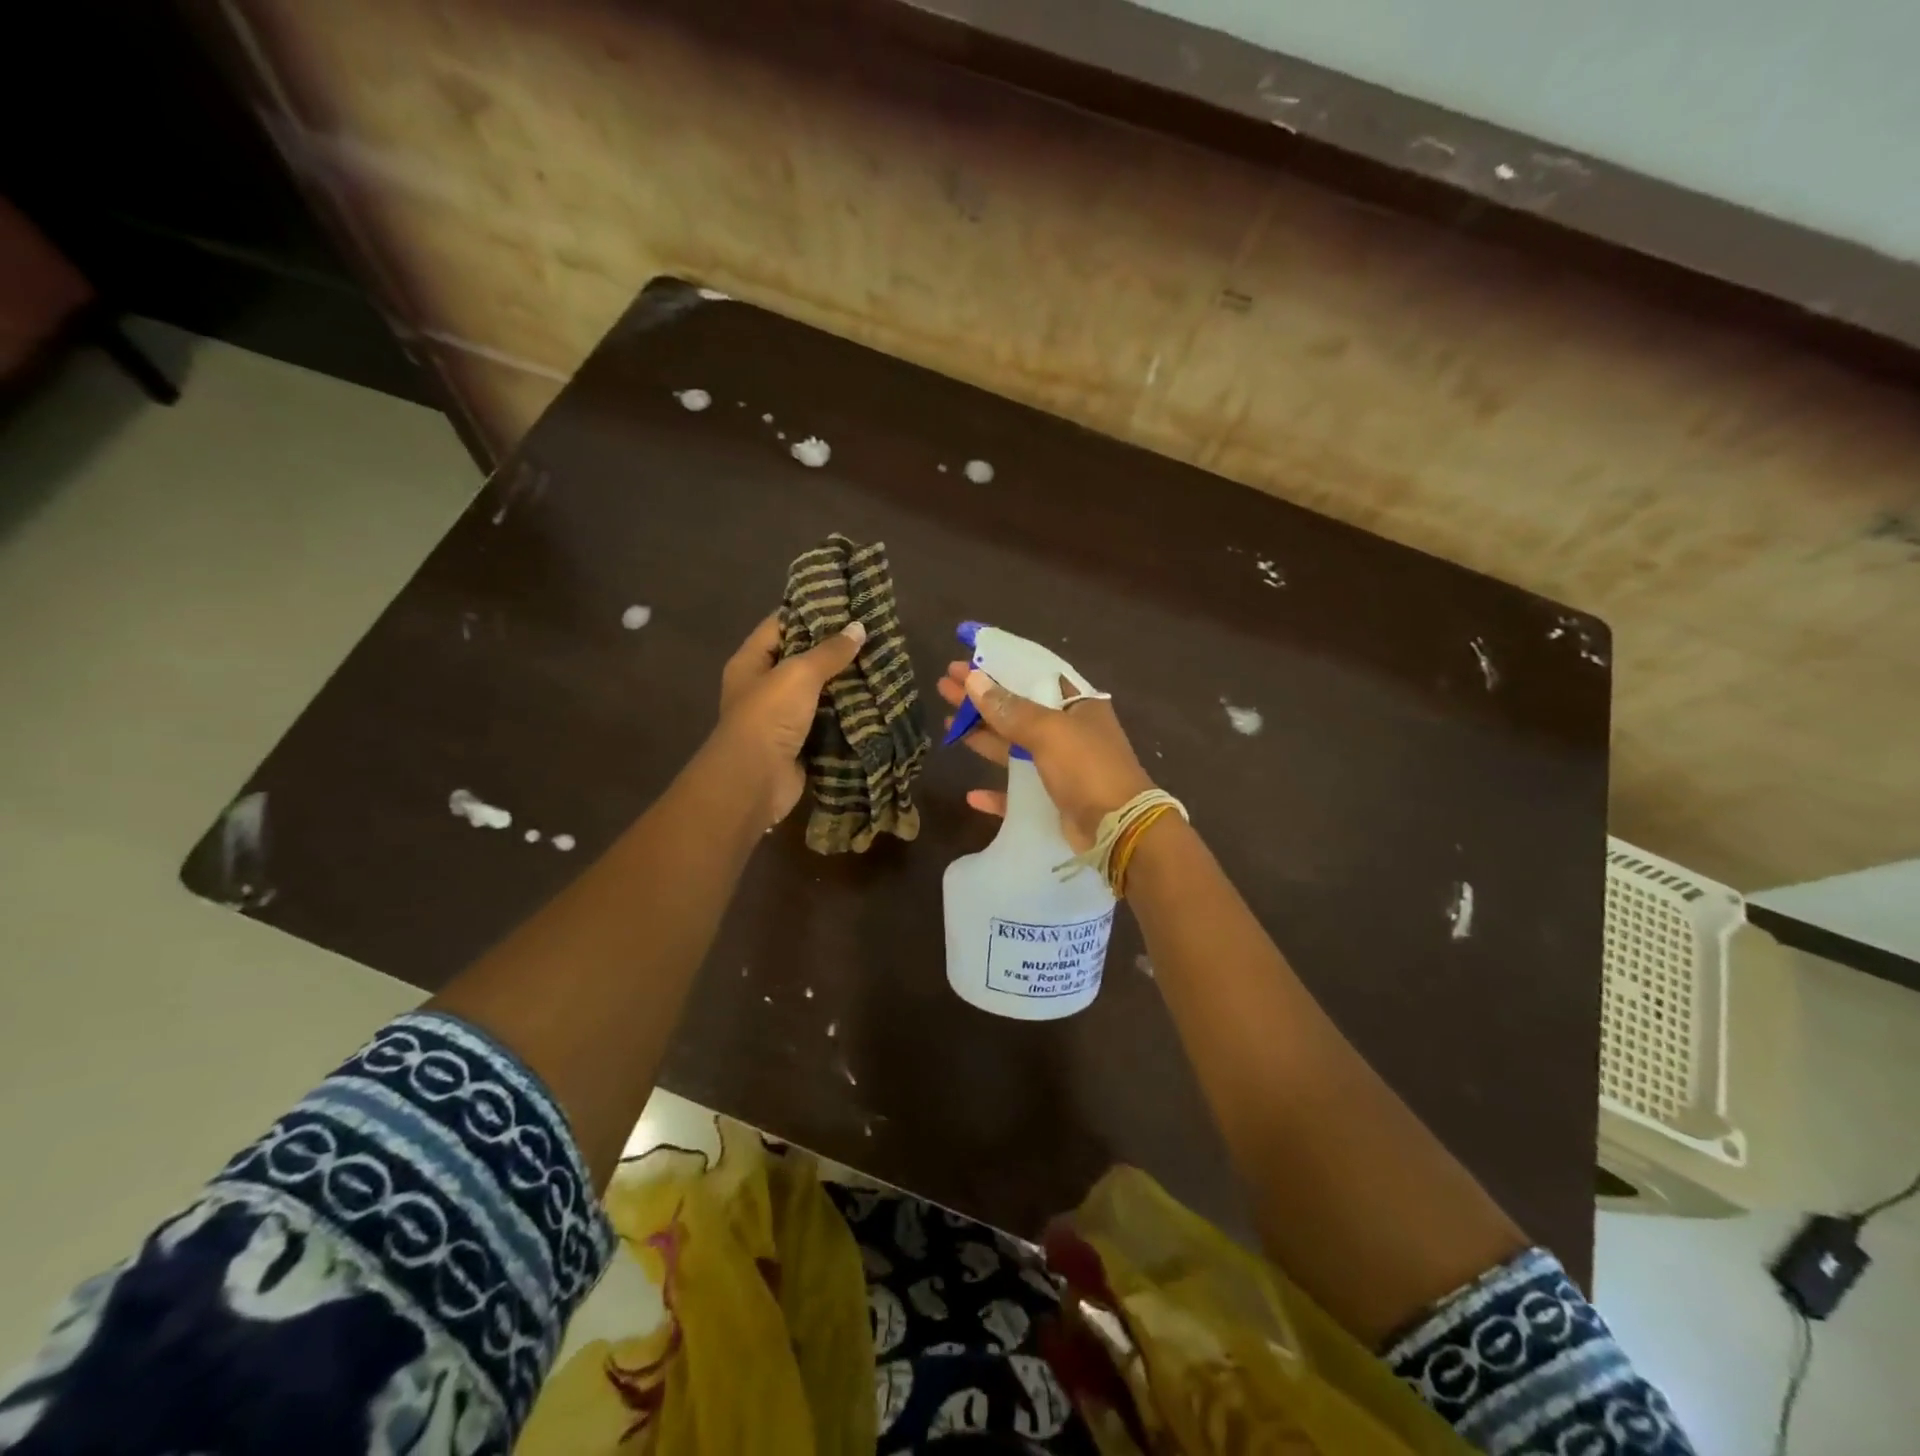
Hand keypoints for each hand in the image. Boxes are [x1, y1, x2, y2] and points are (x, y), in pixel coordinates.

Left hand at [714, 612, 866, 825]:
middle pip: (801, 659)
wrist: (755, 781)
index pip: (780, 625)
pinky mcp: (801, 743)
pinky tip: (876, 701)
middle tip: (871, 635)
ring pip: (818, 692)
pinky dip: (848, 714)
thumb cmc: (768, 716)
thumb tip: (858, 628)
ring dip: (845, 683)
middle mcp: (763, 687)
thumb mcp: (798, 674)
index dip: (809, 612)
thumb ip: (829, 651)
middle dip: (834, 650)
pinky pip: (828, 721)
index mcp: (751, 662)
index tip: (845, 603)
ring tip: (881, 664)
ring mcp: (782, 718)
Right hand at [937, 661, 1154, 852]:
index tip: (966, 660)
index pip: (1032, 676)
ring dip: (982, 735)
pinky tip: (972, 795)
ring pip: (1013, 747)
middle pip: (1016, 709)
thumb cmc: (1087, 768)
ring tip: (947, 722)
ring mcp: (1061, 767)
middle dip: (981, 698)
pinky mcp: (1053, 800)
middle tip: (944, 685)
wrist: (1118, 829)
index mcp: (1076, 706)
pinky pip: (1018, 792)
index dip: (998, 667)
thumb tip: (973, 680)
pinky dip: (996, 793)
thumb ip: (1009, 709)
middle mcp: (1069, 732)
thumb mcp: (1048, 731)